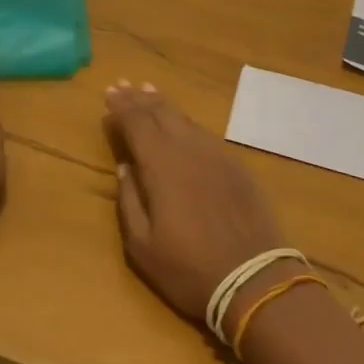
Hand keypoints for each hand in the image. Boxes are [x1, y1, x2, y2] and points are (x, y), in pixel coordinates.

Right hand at [106, 81, 287, 336]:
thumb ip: (129, 201)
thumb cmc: (189, 268)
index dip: (122, 108)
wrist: (254, 278)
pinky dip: (187, 122)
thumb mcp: (143, 246)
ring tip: (149, 92)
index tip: (109, 94)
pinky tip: (183, 124)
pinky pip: (205, 133)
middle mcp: (189, 149)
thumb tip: (125, 168)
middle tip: (123, 85)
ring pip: (185, 119)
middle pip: (161, 113)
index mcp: (161, 165)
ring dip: (163, 104)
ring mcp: (217, 154)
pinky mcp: (237, 165)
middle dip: (139, 99)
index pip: (137, 124)